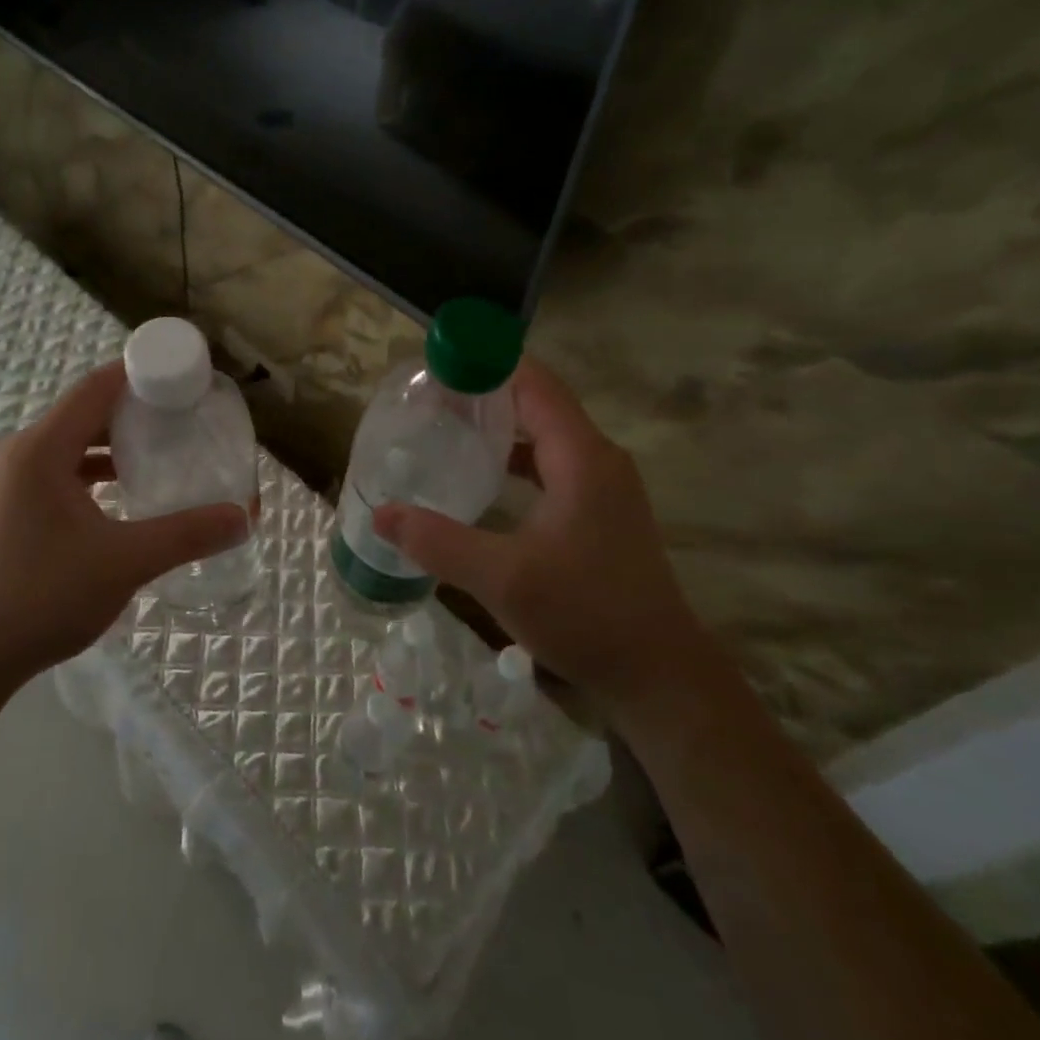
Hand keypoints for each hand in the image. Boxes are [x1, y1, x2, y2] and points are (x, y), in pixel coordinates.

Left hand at [0, 361, 248, 692]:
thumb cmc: (44, 596)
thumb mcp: (124, 561)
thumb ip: (186, 534)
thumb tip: (244, 517)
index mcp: (41, 448)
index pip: (97, 387)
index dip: (142, 374)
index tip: (185, 378)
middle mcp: (20, 452)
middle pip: (85, 410)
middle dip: (135, 410)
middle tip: (184, 417)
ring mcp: (9, 481)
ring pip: (71, 442)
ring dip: (113, 442)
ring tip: (160, 451)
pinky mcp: (8, 507)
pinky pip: (58, 469)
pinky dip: (92, 470)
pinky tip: (122, 493)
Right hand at [372, 356, 711, 716]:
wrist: (659, 676)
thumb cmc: (585, 614)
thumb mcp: (501, 577)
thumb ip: (437, 541)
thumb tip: (381, 514)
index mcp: (581, 457)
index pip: (533, 383)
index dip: (488, 363)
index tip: (439, 363)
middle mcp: (598, 459)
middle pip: (538, 402)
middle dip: (486, 392)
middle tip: (431, 397)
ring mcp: (604, 486)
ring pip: (546, 435)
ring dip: (501, 426)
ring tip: (448, 428)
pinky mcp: (601, 511)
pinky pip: (553, 464)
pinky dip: (517, 458)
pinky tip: (483, 477)